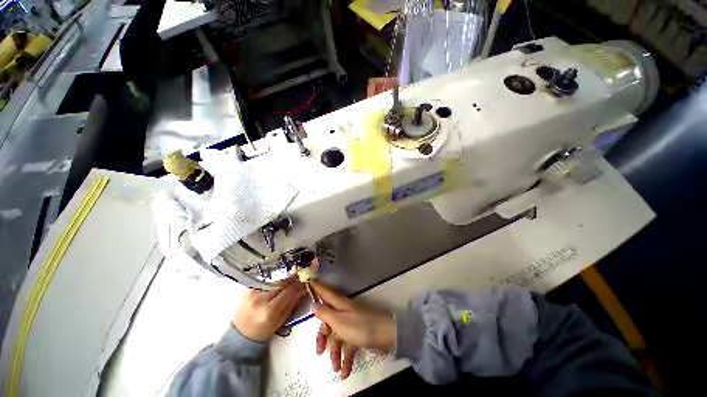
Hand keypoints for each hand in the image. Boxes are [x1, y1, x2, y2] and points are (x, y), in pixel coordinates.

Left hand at [232, 279, 305, 340]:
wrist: (240, 333)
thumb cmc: (263, 330)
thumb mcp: (281, 320)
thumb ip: (293, 302)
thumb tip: (303, 288)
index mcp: (269, 311)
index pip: (288, 292)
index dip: (299, 285)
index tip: (307, 280)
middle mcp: (260, 298)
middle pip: (281, 283)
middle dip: (294, 279)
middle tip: (302, 275)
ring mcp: (252, 291)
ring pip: (275, 280)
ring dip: (286, 278)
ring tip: (293, 277)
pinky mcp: (247, 287)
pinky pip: (266, 280)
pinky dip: (275, 280)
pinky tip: (280, 280)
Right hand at [310, 281, 395, 378]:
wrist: (385, 335)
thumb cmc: (359, 326)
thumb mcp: (338, 320)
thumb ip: (324, 313)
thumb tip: (313, 304)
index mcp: (339, 304)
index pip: (325, 293)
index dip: (317, 287)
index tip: (308, 282)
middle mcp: (344, 312)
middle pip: (329, 320)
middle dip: (323, 336)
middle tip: (319, 351)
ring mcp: (352, 323)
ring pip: (338, 336)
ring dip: (335, 353)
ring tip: (335, 368)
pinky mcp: (358, 334)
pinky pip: (348, 346)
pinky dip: (346, 358)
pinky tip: (345, 372)